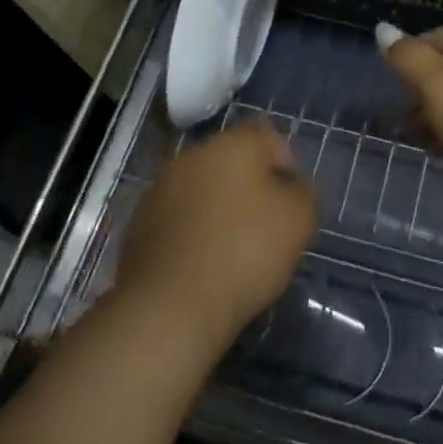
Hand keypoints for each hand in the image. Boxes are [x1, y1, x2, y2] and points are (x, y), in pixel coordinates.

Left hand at [118, 121, 316, 345]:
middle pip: (233, 161)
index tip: (291, 203)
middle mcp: (194, 154)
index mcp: (234, 143)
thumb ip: (303, 191)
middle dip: (250, 186)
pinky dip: (193, 232)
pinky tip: (203, 264)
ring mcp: (161, 187)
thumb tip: (291, 185)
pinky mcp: (139, 223)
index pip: (268, 136)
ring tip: (232, 250)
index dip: (286, 166)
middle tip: (266, 226)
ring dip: (219, 208)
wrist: (169, 307)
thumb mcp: (299, 219)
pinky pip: (179, 217)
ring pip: (204, 188)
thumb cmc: (244, 252)